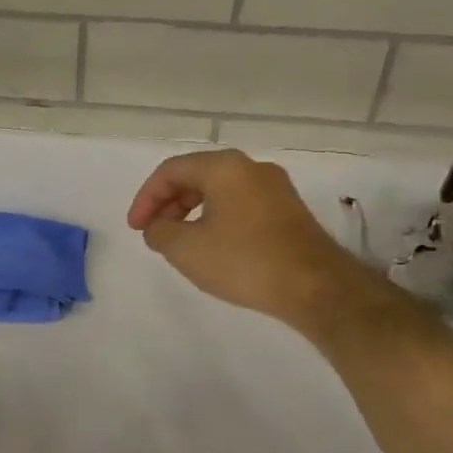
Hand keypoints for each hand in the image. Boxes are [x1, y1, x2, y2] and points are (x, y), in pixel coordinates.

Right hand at [127, 149, 351, 322]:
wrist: (315, 286)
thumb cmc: (244, 261)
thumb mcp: (186, 249)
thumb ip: (160, 231)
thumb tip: (158, 226)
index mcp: (224, 167)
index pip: (171, 171)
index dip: (146, 198)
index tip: (136, 228)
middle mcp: (252, 168)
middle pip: (196, 176)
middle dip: (169, 203)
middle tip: (154, 233)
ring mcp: (275, 188)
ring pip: (220, 191)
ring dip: (192, 212)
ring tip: (180, 242)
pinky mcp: (289, 210)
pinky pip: (241, 204)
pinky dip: (217, 218)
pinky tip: (214, 246)